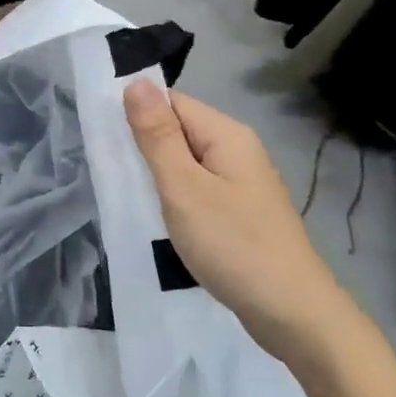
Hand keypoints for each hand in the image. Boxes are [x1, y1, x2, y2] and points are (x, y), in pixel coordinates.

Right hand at [124, 82, 364, 370]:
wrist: (292, 314)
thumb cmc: (233, 245)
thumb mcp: (184, 188)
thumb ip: (158, 136)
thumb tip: (136, 82)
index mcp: (226, 135)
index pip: (171, 102)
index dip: (136, 115)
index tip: (103, 139)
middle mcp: (237, 151)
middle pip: (179, 131)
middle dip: (144, 147)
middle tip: (109, 172)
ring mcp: (241, 183)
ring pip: (186, 163)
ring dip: (157, 175)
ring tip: (127, 195)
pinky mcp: (239, 212)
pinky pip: (197, 189)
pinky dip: (174, 198)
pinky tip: (158, 217)